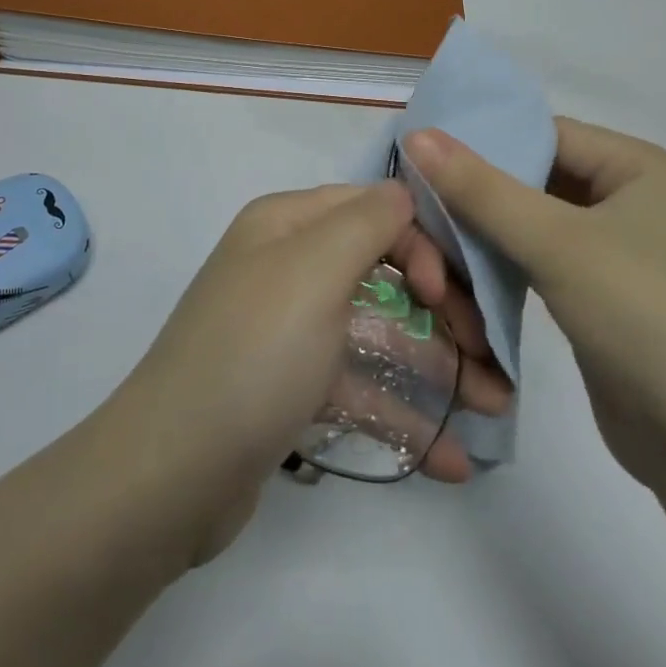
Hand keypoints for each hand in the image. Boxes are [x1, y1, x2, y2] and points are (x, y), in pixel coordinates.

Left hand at [115, 183, 512, 561]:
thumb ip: (368, 221)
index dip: (422, 243)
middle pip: (382, 272)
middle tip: (493, 358)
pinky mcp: (290, 389)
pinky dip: (401, 415)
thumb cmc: (254, 354)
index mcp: (286, 225)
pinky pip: (357, 388)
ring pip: (376, 334)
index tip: (448, 297)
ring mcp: (288, 331)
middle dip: (443, 311)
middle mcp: (286, 267)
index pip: (373, 209)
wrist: (170, 474)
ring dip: (436, 369)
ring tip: (495, 410)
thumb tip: (405, 191)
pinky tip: (450, 458)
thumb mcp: (313, 270)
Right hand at [401, 120, 665, 485]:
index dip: (485, 140)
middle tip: (418, 197)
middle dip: (482, 192)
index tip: (423, 153)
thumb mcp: (557, 244)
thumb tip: (418, 135)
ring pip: (540, 223)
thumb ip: (482, 189)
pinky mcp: (609, 298)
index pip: (549, 134)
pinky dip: (510, 263)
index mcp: (644, 168)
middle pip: (542, 178)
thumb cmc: (644, 319)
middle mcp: (639, 201)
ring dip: (491, 232)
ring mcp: (626, 253)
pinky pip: (549, 262)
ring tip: (431, 234)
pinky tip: (466, 271)